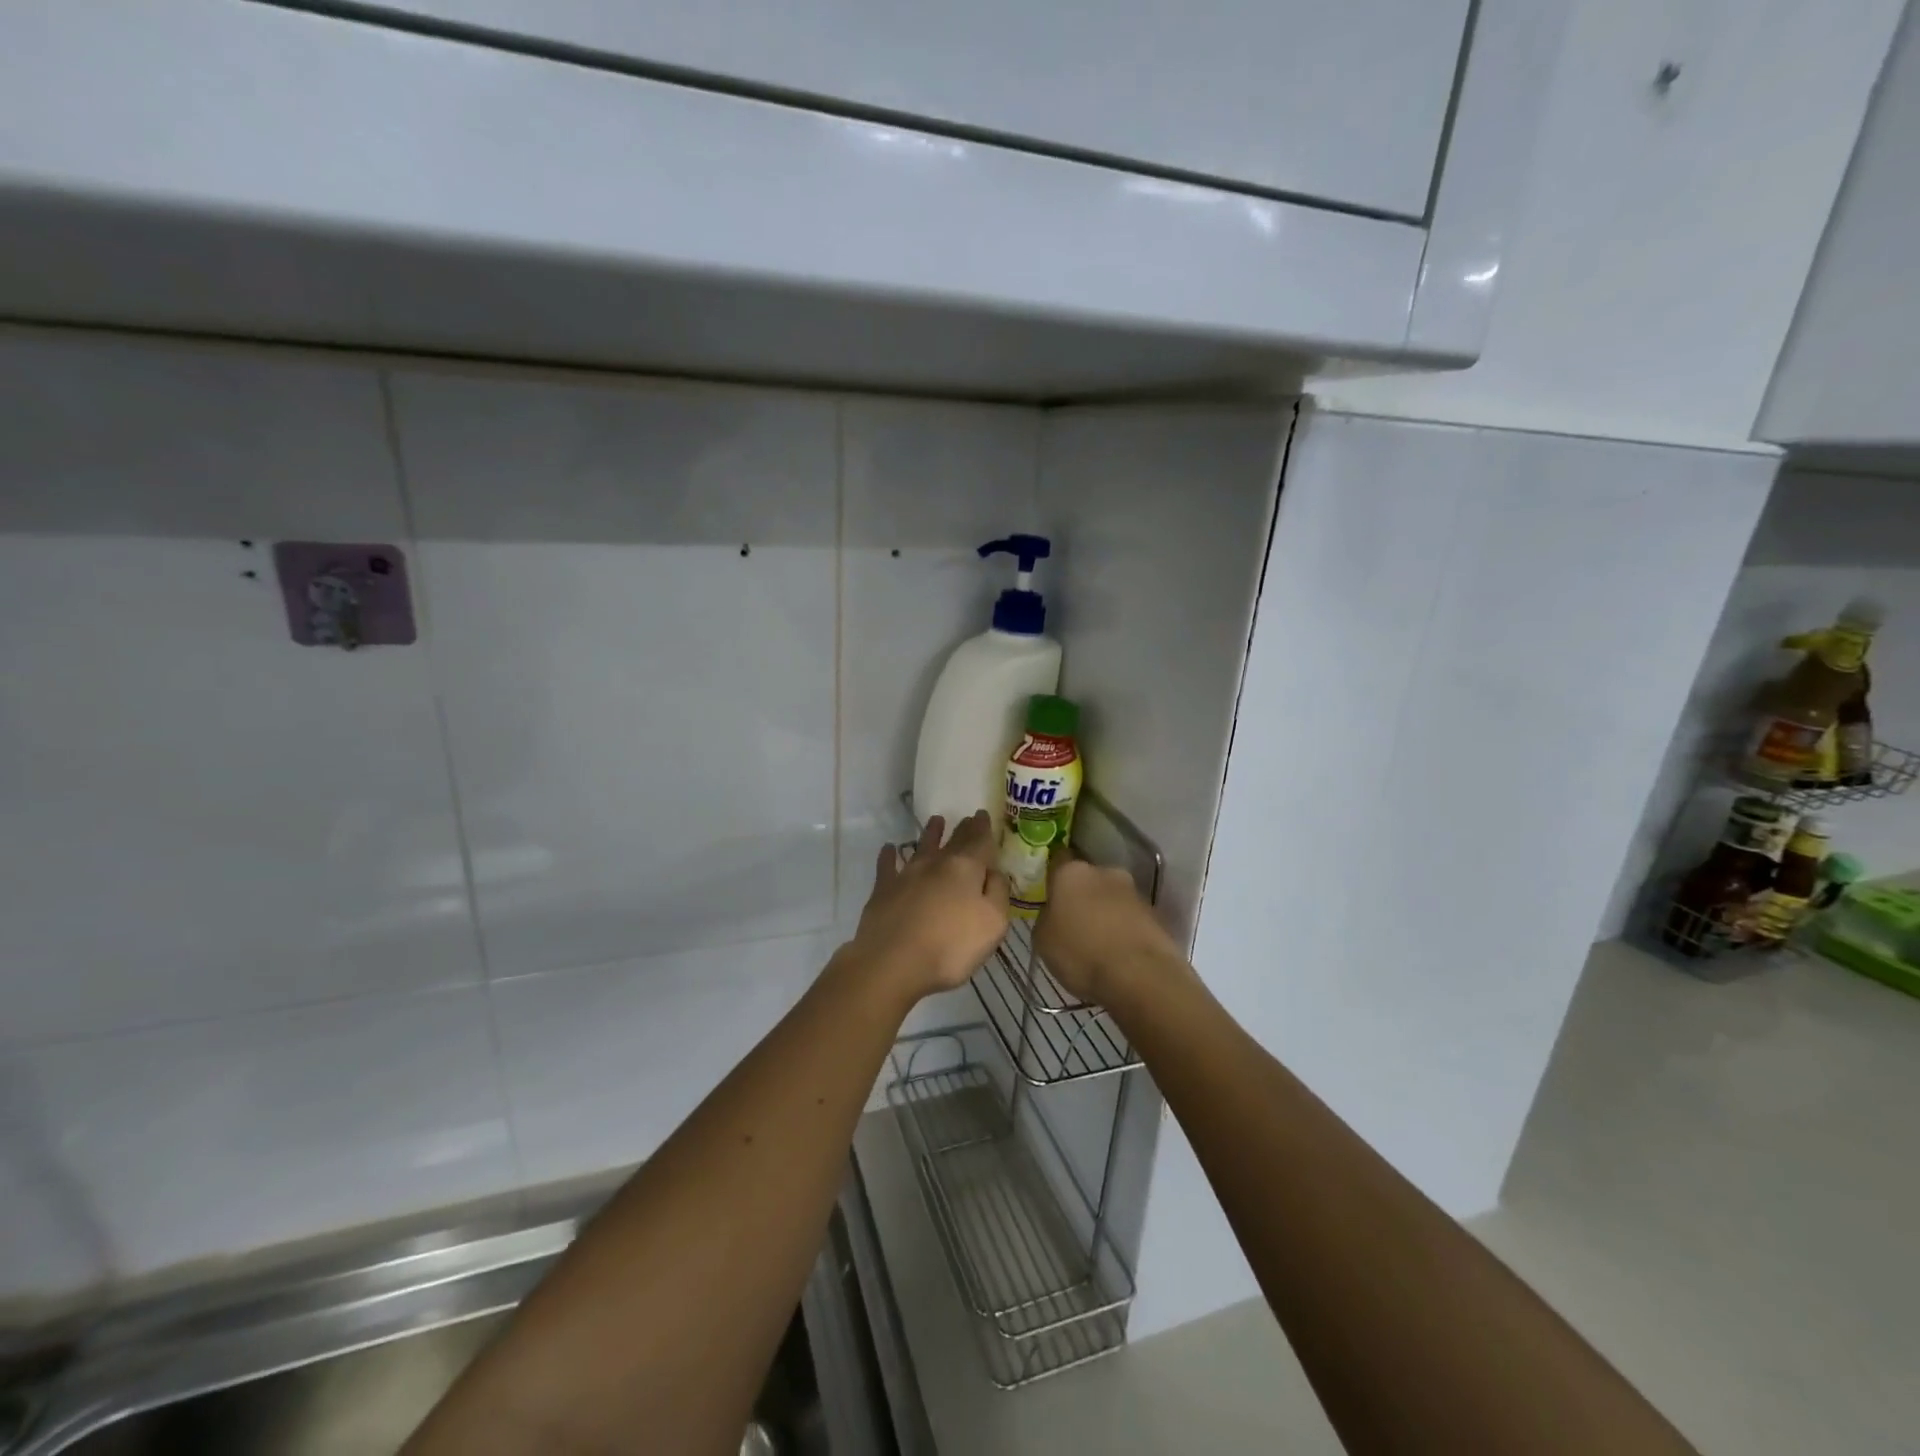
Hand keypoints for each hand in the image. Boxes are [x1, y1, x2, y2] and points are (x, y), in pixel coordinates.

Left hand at [848, 811, 1009, 1001]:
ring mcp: (907, 875)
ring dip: (930, 833)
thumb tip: (995, 872)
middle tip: (967, 817)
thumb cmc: (951, 946)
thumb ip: (998, 893)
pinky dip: (889, 855)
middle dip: (962, 829)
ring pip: (921, 846)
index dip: (983, 828)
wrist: (893, 962)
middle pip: (953, 842)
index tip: (983, 815)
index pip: (979, 841)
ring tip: (936, 820)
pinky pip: (887, 865)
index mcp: (966, 868)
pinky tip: (889, 848)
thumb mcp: (993, 924)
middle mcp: (936, 864)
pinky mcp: (883, 890)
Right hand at [1034, 859, 1181, 1005]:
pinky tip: (1118, 953)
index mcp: (1072, 872)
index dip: (1052, 876)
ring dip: (1105, 912)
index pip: (1058, 859)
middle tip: (1073, 921)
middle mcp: (1106, 872)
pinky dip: (1124, 929)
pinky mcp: (1157, 915)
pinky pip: (1131, 918)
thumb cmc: (1081, 953)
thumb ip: (1047, 917)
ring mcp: (1135, 892)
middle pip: (1089, 878)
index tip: (1048, 893)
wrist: (1140, 976)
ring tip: (1098, 942)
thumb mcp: (1043, 939)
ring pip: (1112, 897)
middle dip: (1082, 895)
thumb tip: (1054, 914)